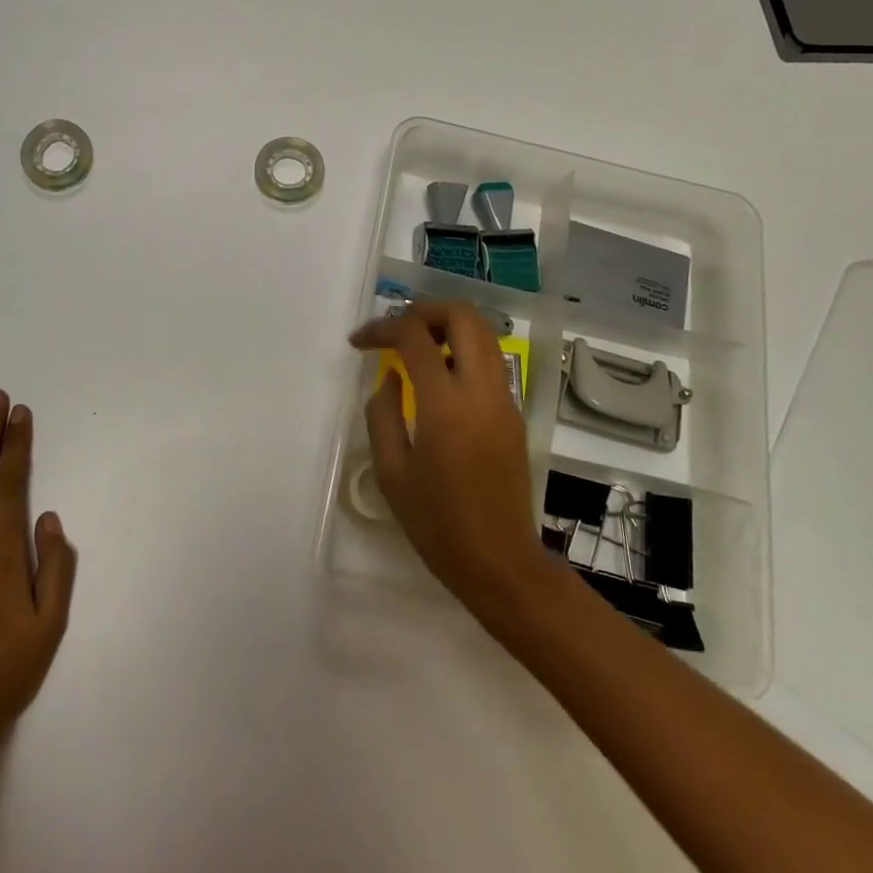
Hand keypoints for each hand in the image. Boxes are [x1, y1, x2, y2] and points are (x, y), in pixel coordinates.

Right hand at [348, 301, 557, 623]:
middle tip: (395, 329)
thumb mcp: (392, 473)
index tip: (359, 342)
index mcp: (446, 405)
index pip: (414, 337)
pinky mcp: (514, 413)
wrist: (501, 563)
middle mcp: (481, 390)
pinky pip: (490, 360)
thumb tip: (390, 379)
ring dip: (447, 326)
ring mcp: (505, 399)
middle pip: (463, 316)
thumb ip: (382, 415)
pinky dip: (462, 349)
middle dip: (424, 310)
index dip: (382, 328)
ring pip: (483, 332)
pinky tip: (438, 377)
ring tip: (414, 347)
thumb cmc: (438, 525)